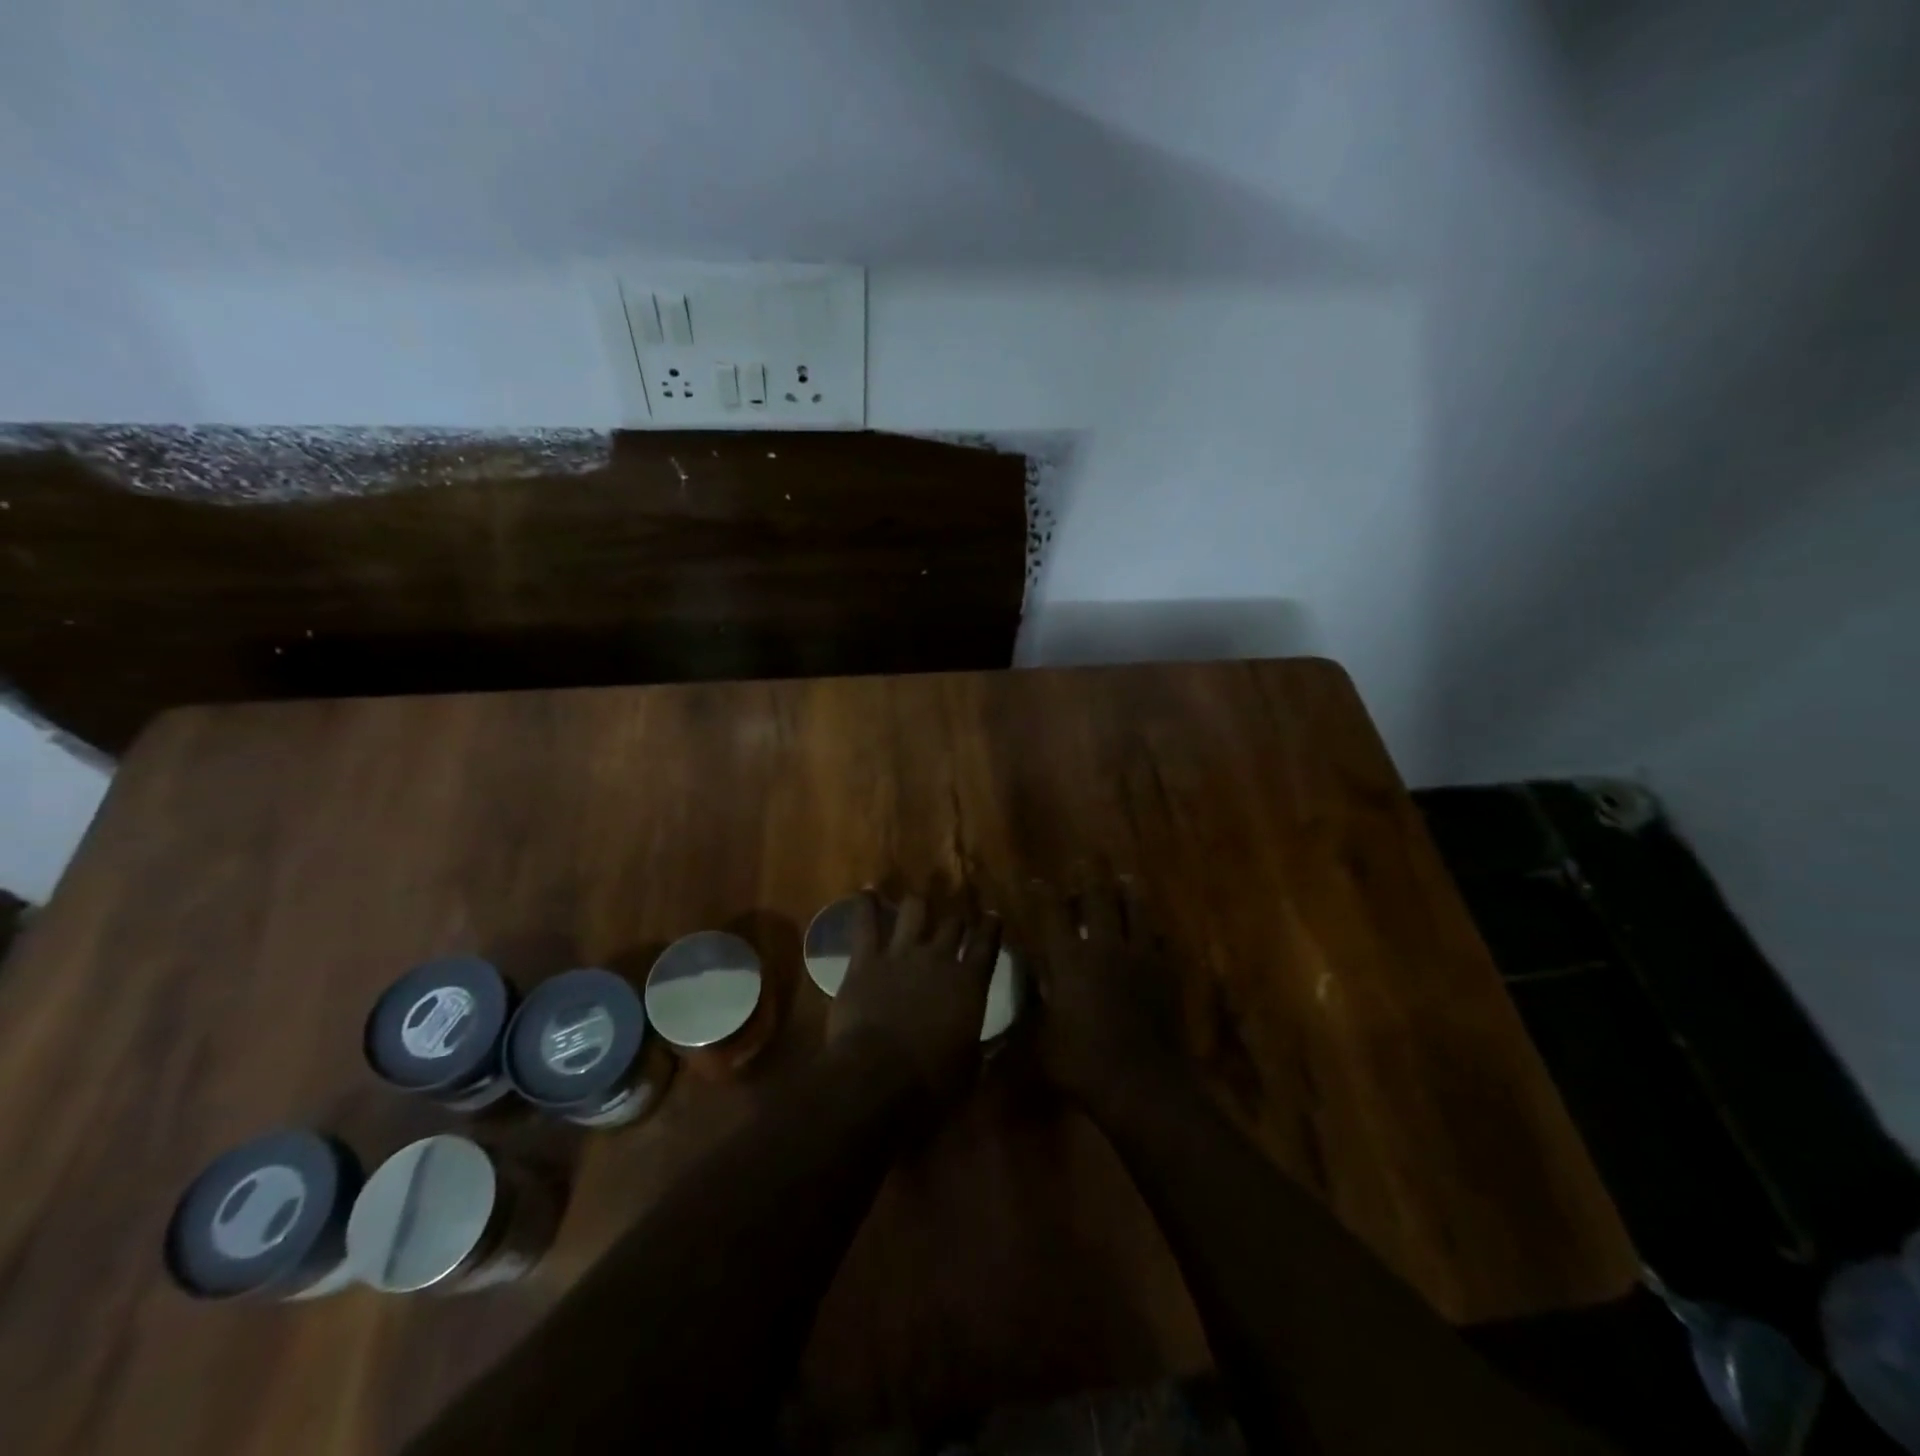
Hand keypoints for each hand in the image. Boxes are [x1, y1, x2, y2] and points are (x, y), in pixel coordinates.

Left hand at [828, 891, 1001, 1103]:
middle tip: (954, 921)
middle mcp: (939, 958)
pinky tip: (866, 892)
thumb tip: (987, 1043)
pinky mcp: (866, 960)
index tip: (992, 917)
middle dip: (955, 920)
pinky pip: (866, 923)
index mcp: (970, 983)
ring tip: (916, 903)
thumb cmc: (932, 1083)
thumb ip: (979, 1045)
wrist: (878, 1077)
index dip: (990, 928)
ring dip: (917, 906)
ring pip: (914, 911)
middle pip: (952, 924)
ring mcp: (901, 954)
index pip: (987, 944)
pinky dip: (866, 906)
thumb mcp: (970, 1068)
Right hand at [1029, 874, 1189, 1119]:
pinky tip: (1153, 928)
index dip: (1042, 895)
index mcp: (1069, 960)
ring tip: (1125, 880)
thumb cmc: (1082, 1064)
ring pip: (1135, 910)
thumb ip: (1034, 1006)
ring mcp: (1140, 957)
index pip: (1052, 914)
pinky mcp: (1165, 973)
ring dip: (1127, 892)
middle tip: (1086, 861)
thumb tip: (1026, 986)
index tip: (1036, 882)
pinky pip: (1160, 939)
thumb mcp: (1041, 1039)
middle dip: (1088, 878)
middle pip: (1097, 899)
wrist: (1143, 1085)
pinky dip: (1153, 929)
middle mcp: (1104, 947)